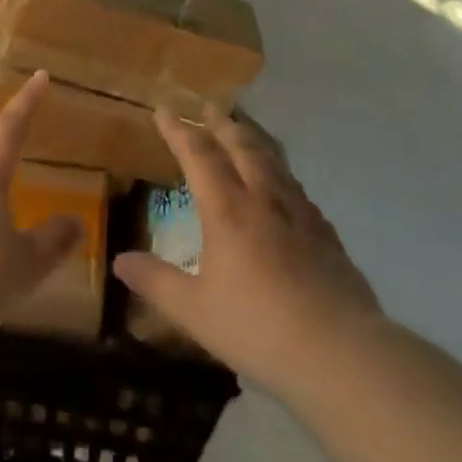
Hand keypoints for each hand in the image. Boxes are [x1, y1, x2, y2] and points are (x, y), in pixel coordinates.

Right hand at [114, 113, 384, 397]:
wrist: (341, 354)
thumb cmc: (258, 329)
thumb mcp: (195, 311)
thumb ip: (156, 282)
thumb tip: (119, 260)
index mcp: (227, 210)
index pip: (198, 155)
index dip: (179, 130)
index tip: (164, 110)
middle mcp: (263, 200)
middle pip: (241, 146)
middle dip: (220, 124)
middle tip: (208, 107)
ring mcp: (300, 214)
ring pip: (274, 162)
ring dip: (254, 141)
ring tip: (244, 132)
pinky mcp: (327, 235)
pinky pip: (298, 189)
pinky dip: (282, 175)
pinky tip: (285, 187)